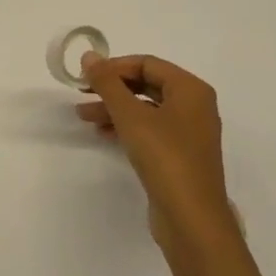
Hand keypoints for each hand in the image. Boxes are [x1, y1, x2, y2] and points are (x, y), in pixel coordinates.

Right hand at [78, 53, 233, 253]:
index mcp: (191, 89)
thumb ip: (107, 83)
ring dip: (114, 108)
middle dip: (112, 88)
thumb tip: (89, 55)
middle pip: (146, 84)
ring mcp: (189, 132)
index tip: (85, 77)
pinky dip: (126, 127)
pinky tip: (103, 133)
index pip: (146, 63)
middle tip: (82, 94)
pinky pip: (150, 129)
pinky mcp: (181, 155)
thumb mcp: (129, 115)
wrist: (191, 219)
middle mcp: (194, 106)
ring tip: (83, 116)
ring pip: (146, 108)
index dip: (114, 67)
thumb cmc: (164, 157)